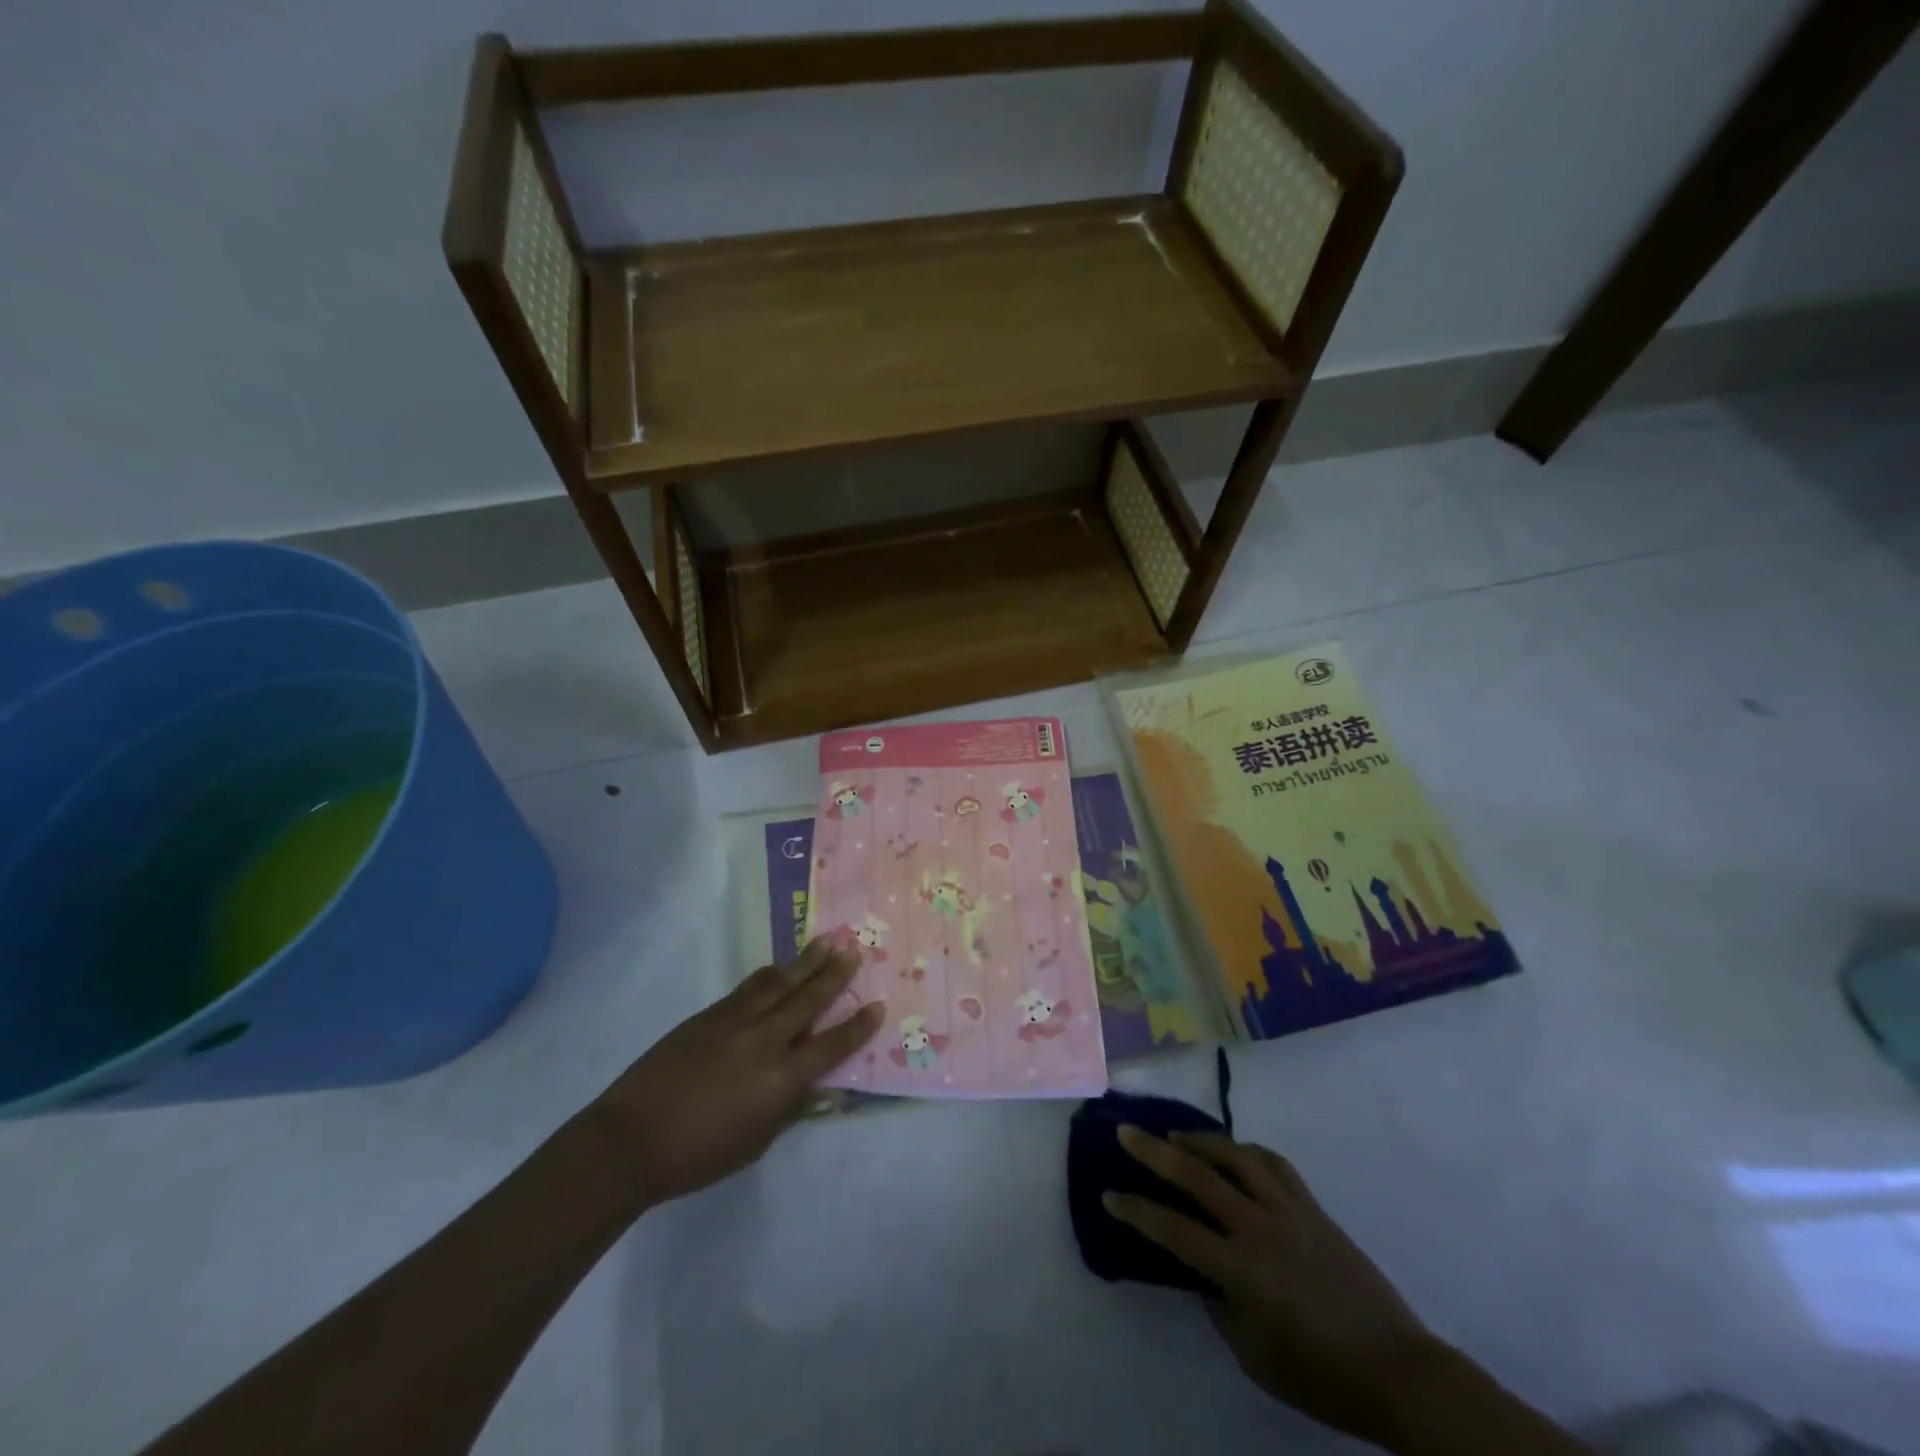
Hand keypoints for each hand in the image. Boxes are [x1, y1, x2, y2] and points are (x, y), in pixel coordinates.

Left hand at [594, 936, 884, 1207]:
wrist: (631, 1140)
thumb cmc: (699, 1156)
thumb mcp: (757, 1142)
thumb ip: (789, 1107)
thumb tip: (815, 1084)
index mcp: (782, 1079)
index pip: (832, 1044)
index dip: (858, 1025)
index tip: (878, 1004)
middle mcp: (765, 1040)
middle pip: (809, 1000)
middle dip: (836, 973)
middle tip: (855, 947)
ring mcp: (735, 1021)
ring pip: (780, 982)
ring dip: (806, 961)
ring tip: (829, 939)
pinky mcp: (710, 1015)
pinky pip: (749, 987)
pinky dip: (770, 975)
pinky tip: (780, 966)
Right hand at [1106, 1128, 1435, 1446]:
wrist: (1397, 1371)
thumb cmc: (1321, 1376)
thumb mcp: (1255, 1357)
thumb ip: (1221, 1308)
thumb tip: (1204, 1273)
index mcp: (1241, 1270)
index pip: (1173, 1230)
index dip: (1136, 1211)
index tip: (1109, 1194)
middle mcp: (1258, 1228)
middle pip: (1196, 1176)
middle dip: (1154, 1151)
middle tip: (1126, 1131)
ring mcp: (1288, 1211)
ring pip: (1236, 1157)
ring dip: (1201, 1140)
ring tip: (1177, 1134)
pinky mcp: (1313, 1207)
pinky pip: (1274, 1164)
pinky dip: (1247, 1151)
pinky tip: (1234, 1151)